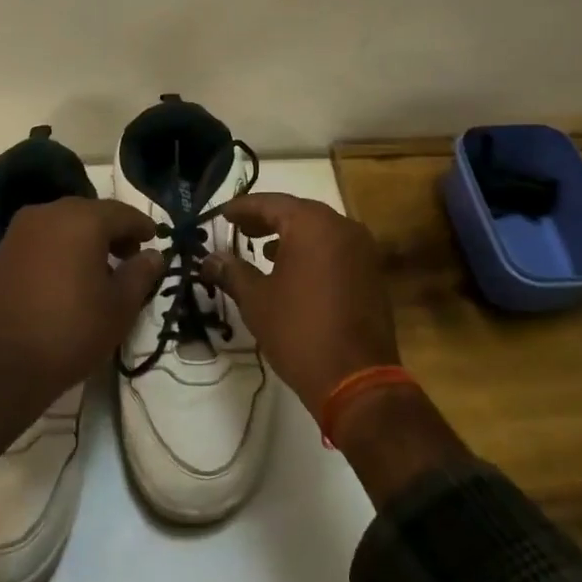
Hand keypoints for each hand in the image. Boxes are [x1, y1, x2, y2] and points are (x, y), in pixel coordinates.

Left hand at [0, 197, 162, 490]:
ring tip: (100, 270)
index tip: (155, 241)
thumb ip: (141, 273)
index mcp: (81, 220)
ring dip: (86, 239)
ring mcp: (20, 231)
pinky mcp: (2, 251)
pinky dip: (61, 248)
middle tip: (130, 257)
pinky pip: (42, 239)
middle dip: (113, 231)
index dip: (142, 226)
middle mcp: (48, 213)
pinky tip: (69, 276)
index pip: (122, 213)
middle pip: (91, 213)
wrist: (1, 366)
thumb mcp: (119, 307)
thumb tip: (154, 255)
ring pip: (64, 224)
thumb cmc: (70, 331)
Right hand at [200, 193, 398, 418]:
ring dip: (290, 235)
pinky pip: (335, 249)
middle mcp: (342, 227)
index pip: (271, 203)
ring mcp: (362, 249)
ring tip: (262, 249)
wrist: (356, 378)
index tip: (222, 214)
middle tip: (239, 228)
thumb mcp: (256, 299)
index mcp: (312, 225)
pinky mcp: (371, 272)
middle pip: (298, 212)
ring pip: (319, 230)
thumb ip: (232, 271)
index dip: (242, 208)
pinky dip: (312, 251)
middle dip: (266, 218)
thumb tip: (210, 259)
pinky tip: (293, 270)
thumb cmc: (299, 331)